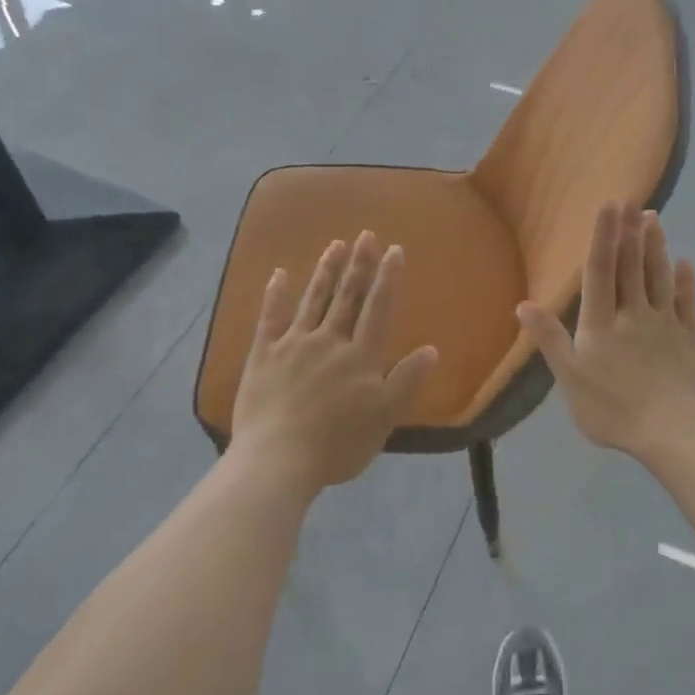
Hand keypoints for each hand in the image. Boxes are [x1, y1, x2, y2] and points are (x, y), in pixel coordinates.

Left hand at [230, 232, 438, 493]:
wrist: (278, 459)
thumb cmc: (338, 444)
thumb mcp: (385, 418)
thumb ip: (407, 381)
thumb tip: (431, 349)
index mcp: (361, 356)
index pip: (378, 309)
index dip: (388, 278)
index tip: (394, 250)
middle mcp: (329, 341)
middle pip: (347, 297)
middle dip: (358, 265)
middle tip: (366, 235)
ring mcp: (293, 345)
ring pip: (313, 300)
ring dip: (326, 271)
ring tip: (335, 245)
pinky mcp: (263, 355)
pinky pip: (270, 318)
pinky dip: (275, 295)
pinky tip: (279, 274)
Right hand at [517, 203, 694, 461]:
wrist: (676, 434)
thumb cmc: (615, 411)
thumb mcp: (570, 380)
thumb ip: (550, 340)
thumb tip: (523, 304)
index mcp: (601, 324)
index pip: (600, 271)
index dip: (603, 236)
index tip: (609, 205)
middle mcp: (634, 314)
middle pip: (631, 266)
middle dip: (630, 231)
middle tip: (633, 200)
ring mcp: (667, 324)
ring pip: (659, 277)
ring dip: (656, 247)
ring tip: (655, 219)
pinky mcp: (692, 339)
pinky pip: (688, 302)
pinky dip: (685, 281)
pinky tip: (685, 263)